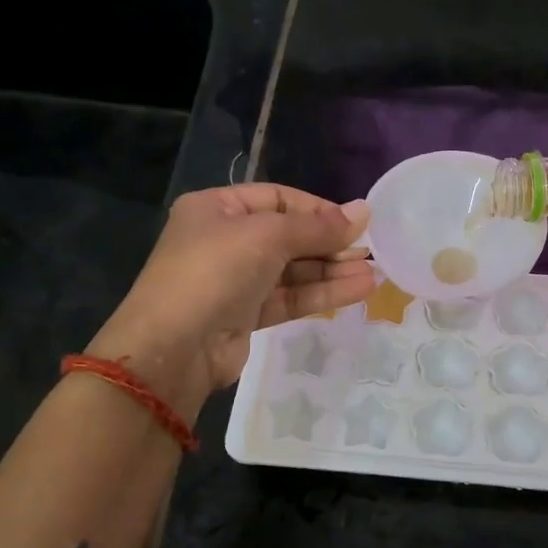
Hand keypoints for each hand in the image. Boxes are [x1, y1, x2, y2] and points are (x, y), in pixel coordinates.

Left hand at [87, 184, 374, 412]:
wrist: (172, 348)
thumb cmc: (214, 272)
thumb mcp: (267, 237)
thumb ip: (318, 227)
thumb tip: (365, 210)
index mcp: (217, 208)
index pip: (278, 199)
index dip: (318, 209)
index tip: (355, 222)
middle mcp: (225, 240)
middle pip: (288, 235)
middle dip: (329, 243)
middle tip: (370, 250)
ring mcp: (235, 280)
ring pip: (293, 270)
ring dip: (332, 271)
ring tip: (374, 273)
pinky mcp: (246, 315)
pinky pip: (290, 297)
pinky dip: (322, 293)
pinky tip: (357, 290)